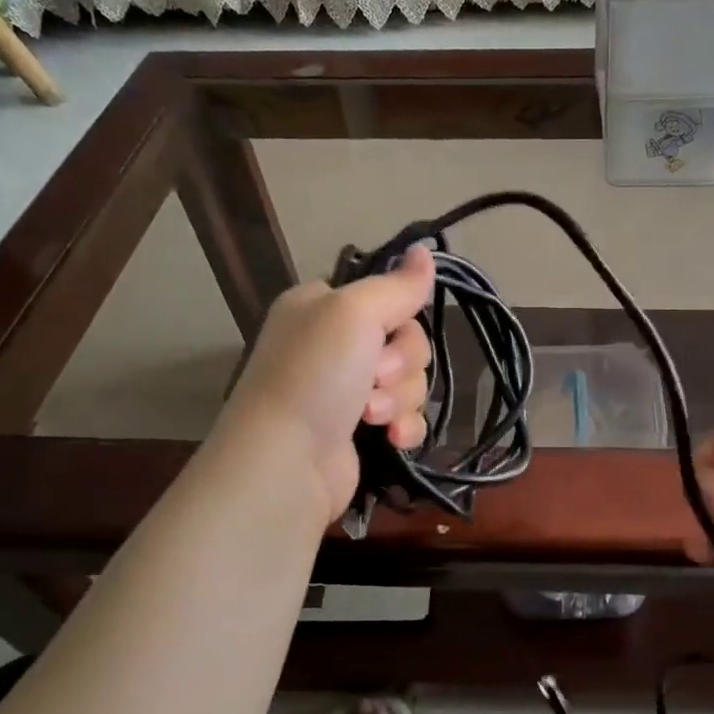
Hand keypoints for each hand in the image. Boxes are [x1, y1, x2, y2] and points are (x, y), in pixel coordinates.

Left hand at [217, 247, 436, 526]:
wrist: (287, 463)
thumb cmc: (314, 376)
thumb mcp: (354, 313)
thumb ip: (397, 285)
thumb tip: (426, 250)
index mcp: (323, 308)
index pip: (387, 298)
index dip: (401, 316)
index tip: (393, 331)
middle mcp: (334, 345)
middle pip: (407, 342)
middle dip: (402, 365)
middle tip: (374, 378)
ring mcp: (347, 391)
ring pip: (411, 382)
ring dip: (401, 399)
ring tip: (372, 418)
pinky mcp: (361, 432)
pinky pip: (407, 418)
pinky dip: (404, 427)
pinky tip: (392, 440)